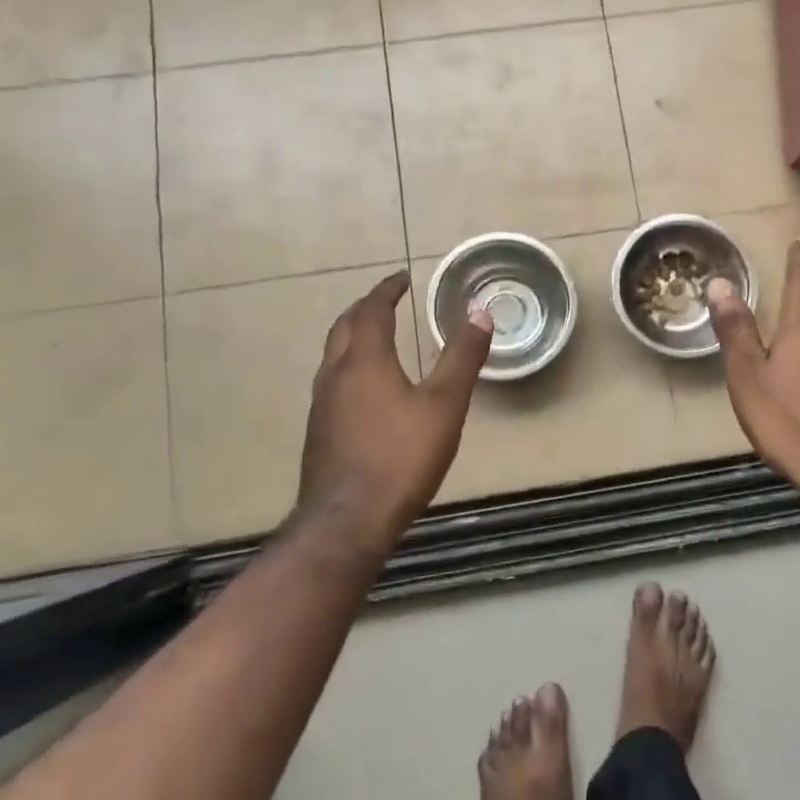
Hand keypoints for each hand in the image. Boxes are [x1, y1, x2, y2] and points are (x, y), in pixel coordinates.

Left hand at [295, 271, 492, 556]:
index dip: (387, 290)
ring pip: (334, 355)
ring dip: (354, 336)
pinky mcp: (319, 432)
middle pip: (345, 327)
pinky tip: (367, 388)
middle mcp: (335, 375)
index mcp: (364, 360)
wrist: (348, 521)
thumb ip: (463, 357)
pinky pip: (333, 381)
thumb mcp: (444, 404)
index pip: (371, 310)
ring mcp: (321, 405)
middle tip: (388, 300)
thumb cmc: (401, 457)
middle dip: (366, 308)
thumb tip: (480, 312)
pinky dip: (351, 365)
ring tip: (378, 337)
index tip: (402, 277)